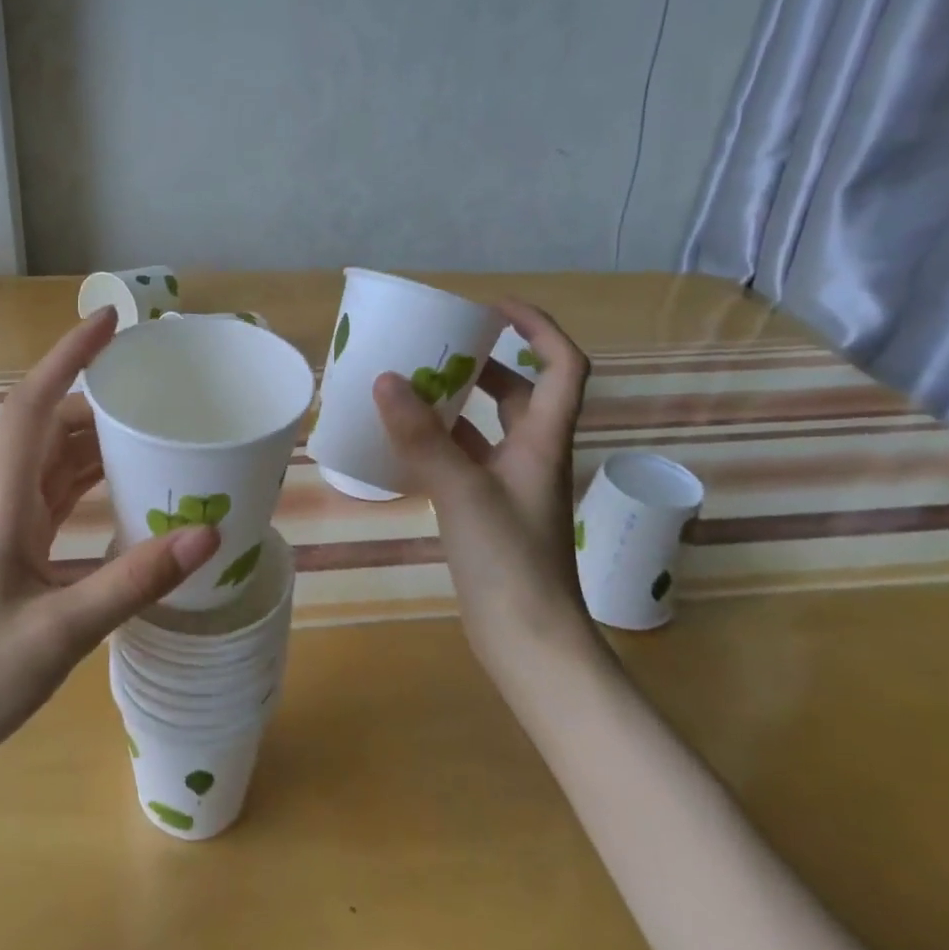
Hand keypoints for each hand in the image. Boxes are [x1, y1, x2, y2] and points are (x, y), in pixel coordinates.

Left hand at [0, 310, 219, 788]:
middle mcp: (3, 504)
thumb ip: (134, 582)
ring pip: (54, 463)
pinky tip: (128, 494)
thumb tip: (209, 531)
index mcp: (4, 504)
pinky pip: (57, 500)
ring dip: (98, 442)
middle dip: (98, 399)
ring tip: (155, 434)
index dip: (68, 357)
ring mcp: (7, 531)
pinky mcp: (15, 557)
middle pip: (48, 427)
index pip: (33, 406)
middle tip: (158, 391)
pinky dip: (92, 484)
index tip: (110, 321)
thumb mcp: (61, 633)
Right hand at [372, 299, 594, 678]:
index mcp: (543, 441)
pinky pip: (467, 460)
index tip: (493, 308)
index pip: (562, 366)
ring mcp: (511, 487)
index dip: (538, 328)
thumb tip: (386, 379)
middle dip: (487, 363)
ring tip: (413, 388)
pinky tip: (405, 444)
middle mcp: (533, 456)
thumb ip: (422, 437)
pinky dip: (441, 444)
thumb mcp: (461, 491)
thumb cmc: (509, 561)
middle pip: (522, 393)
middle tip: (439, 348)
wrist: (528, 640)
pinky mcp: (489, 512)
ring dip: (459, 404)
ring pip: (490, 428)